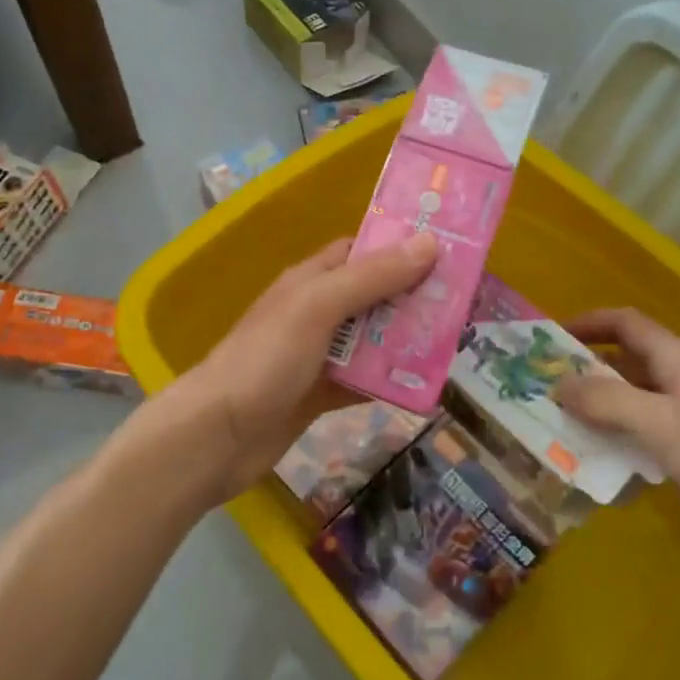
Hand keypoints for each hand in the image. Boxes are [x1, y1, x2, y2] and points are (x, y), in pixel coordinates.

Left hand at [160, 233, 438, 505]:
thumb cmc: (265, 360)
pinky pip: (363, 380)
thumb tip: (429, 243)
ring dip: (406, 341)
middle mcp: (316, 312)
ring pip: (372, 340)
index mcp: (311, 280)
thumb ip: (372, 277)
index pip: (361, 251)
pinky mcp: (320, 393)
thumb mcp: (319, 307)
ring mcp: (318, 355)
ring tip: (454, 343)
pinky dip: (388, 382)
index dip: (400, 248)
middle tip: (462, 304)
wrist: (217, 436)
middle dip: (414, 298)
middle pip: (374, 296)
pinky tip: (422, 388)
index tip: (446, 252)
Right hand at [556, 308, 679, 557]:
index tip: (546, 340)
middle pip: (628, 364)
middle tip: (542, 394)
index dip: (586, 323)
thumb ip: (608, 401)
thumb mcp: (666, 427)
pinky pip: (653, 439)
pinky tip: (605, 470)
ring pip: (638, 405)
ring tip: (560, 432)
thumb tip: (557, 382)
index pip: (626, 323)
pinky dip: (625, 445)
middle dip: (585, 374)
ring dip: (602, 414)